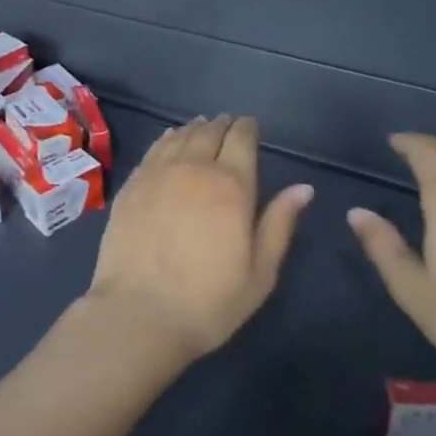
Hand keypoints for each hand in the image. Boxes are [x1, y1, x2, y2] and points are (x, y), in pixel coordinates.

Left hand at [85, 116, 313, 361]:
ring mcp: (157, 174)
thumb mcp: (259, 272)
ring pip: (180, 137)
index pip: (241, 140)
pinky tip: (170, 138)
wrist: (139, 312)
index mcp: (231, 186)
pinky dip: (167, 138)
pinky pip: (154, 150)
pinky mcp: (132, 185)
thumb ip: (279, 224)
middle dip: (223, 125)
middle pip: (210, 133)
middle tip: (229, 123)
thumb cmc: (208, 301)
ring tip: (203, 126)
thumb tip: (303, 188)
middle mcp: (194, 168)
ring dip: (195, 128)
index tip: (251, 125)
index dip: (247, 128)